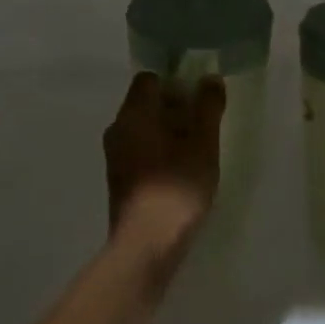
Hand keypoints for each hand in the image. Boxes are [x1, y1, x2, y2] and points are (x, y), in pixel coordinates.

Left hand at [103, 72, 224, 266]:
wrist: (146, 245)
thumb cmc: (177, 187)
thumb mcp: (203, 144)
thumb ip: (208, 108)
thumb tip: (210, 78)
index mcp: (134, 114)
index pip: (149, 79)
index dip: (175, 82)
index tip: (199, 98)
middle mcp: (118, 129)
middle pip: (146, 104)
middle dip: (175, 108)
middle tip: (204, 125)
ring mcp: (114, 156)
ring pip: (143, 129)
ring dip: (169, 132)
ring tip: (197, 149)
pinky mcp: (118, 179)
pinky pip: (139, 151)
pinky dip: (159, 152)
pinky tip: (181, 171)